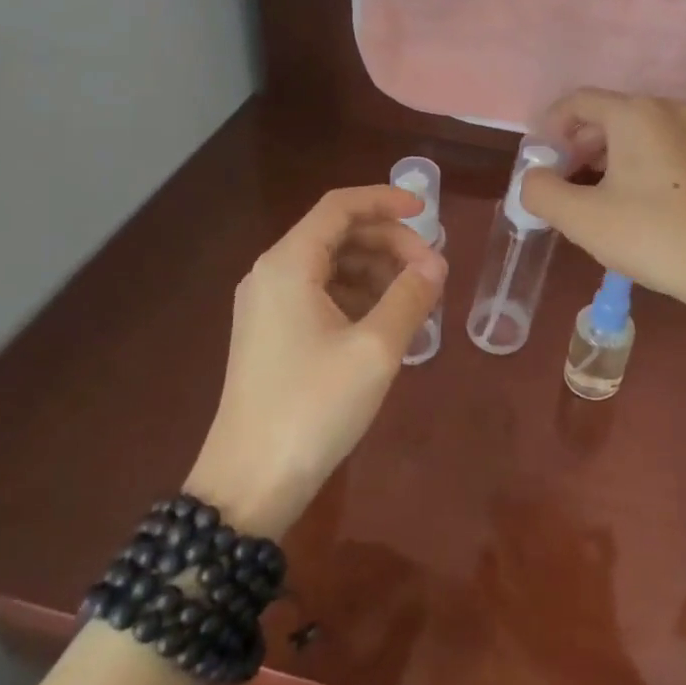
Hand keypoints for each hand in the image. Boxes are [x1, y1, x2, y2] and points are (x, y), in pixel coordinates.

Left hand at [185, 187, 445, 535]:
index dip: (386, 200)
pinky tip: (388, 321)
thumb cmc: (313, 407)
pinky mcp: (272, 335)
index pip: (340, 207)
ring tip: (417, 298)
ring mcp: (268, 306)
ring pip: (332, 265)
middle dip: (389, 243)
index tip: (428, 211)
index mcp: (288, 264)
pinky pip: (321, 294)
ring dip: (377, 270)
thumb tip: (436, 262)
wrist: (249, 485)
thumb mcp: (375, 349)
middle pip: (338, 234)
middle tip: (432, 270)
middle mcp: (272, 274)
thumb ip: (411, 296)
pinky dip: (359, 296)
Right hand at [518, 89, 685, 318]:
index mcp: (632, 113)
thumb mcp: (581, 218)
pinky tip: (670, 172)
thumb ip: (542, 191)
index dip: (551, 129)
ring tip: (607, 188)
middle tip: (568, 183)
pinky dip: (671, 151)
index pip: (577, 102)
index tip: (542, 165)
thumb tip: (535, 178)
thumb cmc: (652, 235)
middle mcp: (669, 109)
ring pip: (649, 127)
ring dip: (620, 150)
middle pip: (612, 114)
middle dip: (582, 144)